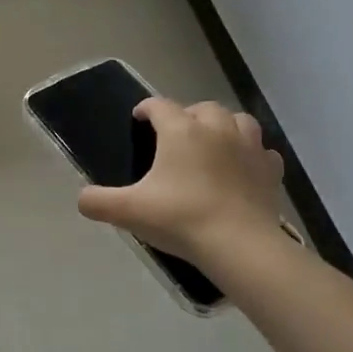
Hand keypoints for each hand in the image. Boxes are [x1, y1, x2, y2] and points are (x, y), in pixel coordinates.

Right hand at [77, 98, 286, 264]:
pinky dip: (251, 153)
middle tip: (176, 135)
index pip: (160, 105)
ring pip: (237, 120)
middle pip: (201, 108)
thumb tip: (82, 199)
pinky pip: (261, 151)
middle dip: (187, 115)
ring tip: (213, 143)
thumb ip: (99, 202)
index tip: (139, 118)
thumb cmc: (181, 219)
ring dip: (223, 126)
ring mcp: (249, 147)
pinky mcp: (270, 169)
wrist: (240, 245)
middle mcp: (216, 128)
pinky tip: (243, 167)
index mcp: (181, 131)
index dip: (147, 109)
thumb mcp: (129, 211)